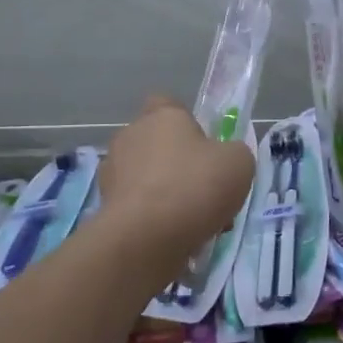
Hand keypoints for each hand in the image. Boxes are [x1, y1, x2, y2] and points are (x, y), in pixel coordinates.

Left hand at [100, 96, 255, 263]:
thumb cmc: (194, 187)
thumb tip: (224, 158)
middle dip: (177, 164)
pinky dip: (151, 218)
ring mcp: (113, 171)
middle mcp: (131, 135)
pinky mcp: (104, 206)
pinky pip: (136, 206)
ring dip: (165, 193)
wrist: (144, 238)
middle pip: (157, 143)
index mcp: (162, 116)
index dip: (187, 122)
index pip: (168, 104)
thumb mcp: (239, 163)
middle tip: (204, 190)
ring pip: (146, 178)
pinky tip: (173, 239)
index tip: (204, 145)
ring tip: (193, 223)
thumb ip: (233, 153)